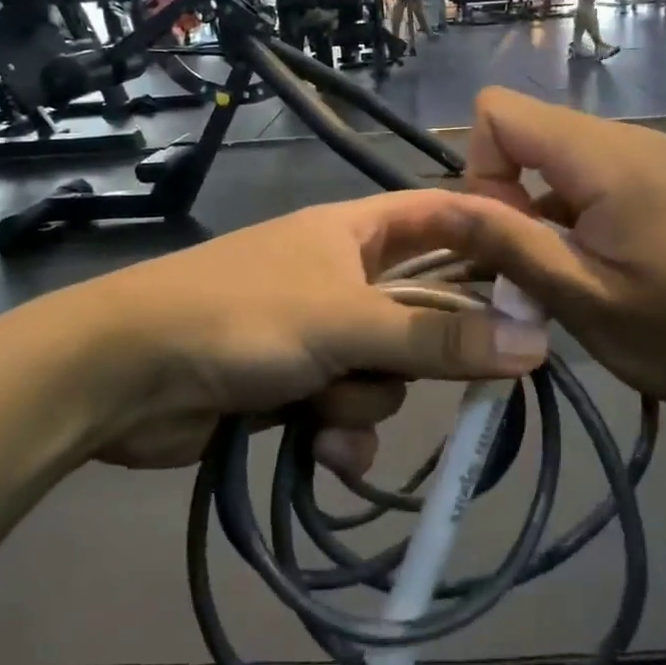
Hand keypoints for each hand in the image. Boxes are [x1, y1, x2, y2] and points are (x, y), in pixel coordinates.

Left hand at [69, 196, 549, 471]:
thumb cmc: (241, 317)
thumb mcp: (346, 322)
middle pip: (422, 308)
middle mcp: (342, 277)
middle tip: (464, 374)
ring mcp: (318, 333)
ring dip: (365, 398)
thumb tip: (535, 343)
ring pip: (386, 370)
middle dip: (426, 350)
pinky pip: (348, 411)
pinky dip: (339, 433)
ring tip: (325, 405)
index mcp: (354, 232)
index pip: (440, 216)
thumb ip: (437, 338)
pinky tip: (319, 448)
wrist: (126, 375)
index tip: (539, 277)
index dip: (489, 237)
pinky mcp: (294, 387)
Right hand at [425, 89, 665, 423]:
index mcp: (605, 157)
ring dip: (535, 204)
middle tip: (531, 262)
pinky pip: (585, 169)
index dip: (481, 169)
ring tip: (562, 270)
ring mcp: (647, 153)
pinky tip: (592, 261)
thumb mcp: (582, 298)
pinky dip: (566, 208)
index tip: (505, 235)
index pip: (498, 111)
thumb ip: (506, 242)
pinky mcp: (658, 175)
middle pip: (524, 128)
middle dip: (505, 190)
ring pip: (551, 151)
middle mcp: (626, 137)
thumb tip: (435, 204)